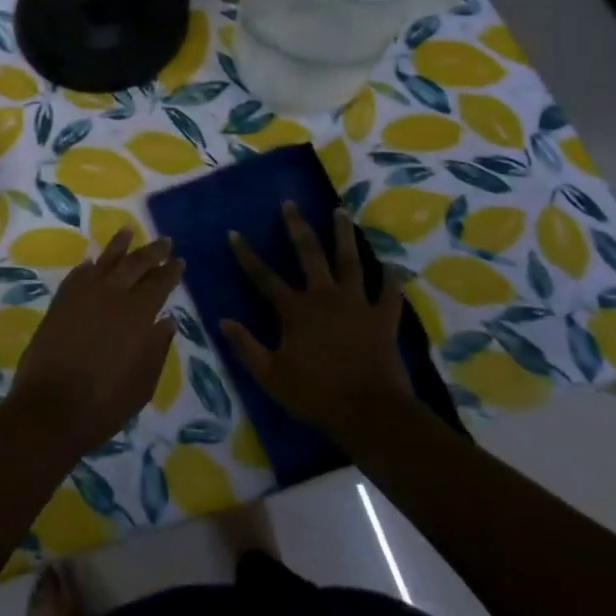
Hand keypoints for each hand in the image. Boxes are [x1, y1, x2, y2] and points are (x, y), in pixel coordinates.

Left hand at [9, 229, 181, 457]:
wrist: (49, 409)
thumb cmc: (103, 404)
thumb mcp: (142, 384)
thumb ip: (157, 349)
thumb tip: (167, 321)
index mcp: (137, 315)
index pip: (159, 284)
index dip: (170, 271)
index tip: (179, 260)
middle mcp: (111, 296)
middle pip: (135, 265)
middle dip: (152, 252)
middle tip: (164, 241)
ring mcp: (82, 296)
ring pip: (104, 261)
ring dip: (118, 246)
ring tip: (128, 230)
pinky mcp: (59, 303)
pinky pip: (77, 275)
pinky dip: (88, 266)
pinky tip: (93, 262)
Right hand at [223, 203, 413, 444]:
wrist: (370, 412)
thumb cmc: (316, 394)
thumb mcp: (270, 375)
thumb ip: (246, 346)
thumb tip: (223, 320)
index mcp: (295, 310)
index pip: (263, 276)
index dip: (246, 255)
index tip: (234, 232)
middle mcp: (324, 296)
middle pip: (309, 254)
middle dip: (297, 227)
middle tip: (291, 204)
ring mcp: (357, 304)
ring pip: (350, 261)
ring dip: (344, 235)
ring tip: (340, 212)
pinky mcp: (383, 319)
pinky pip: (389, 294)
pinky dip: (391, 279)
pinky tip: (392, 265)